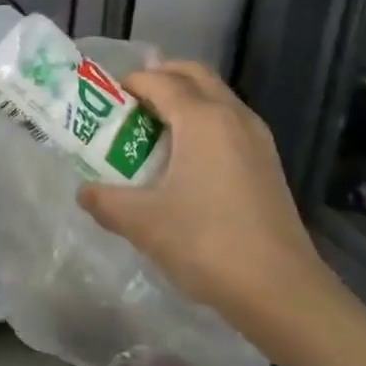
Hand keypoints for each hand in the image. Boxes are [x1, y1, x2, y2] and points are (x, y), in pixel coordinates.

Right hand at [76, 63, 342, 353]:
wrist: (282, 291)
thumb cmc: (207, 243)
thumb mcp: (143, 222)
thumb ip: (105, 201)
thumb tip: (84, 192)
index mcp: (202, 118)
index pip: (159, 81)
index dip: (129, 84)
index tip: (104, 101)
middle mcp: (233, 116)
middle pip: (194, 75)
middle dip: (161, 78)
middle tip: (131, 102)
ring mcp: (257, 139)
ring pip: (216, 97)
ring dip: (185, 100)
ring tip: (154, 131)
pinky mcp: (268, 163)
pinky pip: (230, 122)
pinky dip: (204, 123)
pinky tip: (186, 161)